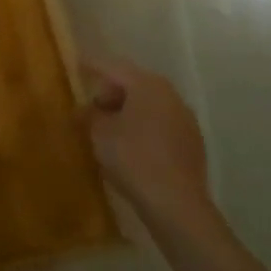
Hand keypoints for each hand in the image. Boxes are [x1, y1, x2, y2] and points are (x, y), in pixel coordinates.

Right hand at [83, 58, 214, 227]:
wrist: (176, 204)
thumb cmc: (132, 158)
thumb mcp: (98, 132)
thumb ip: (89, 114)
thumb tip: (85, 109)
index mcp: (147, 84)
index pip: (113, 67)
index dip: (92, 66)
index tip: (77, 65)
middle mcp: (170, 94)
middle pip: (134, 83)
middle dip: (111, 92)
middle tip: (92, 108)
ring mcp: (186, 119)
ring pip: (150, 105)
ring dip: (129, 111)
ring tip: (110, 130)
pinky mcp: (193, 144)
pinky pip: (161, 125)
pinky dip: (144, 128)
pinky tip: (132, 147)